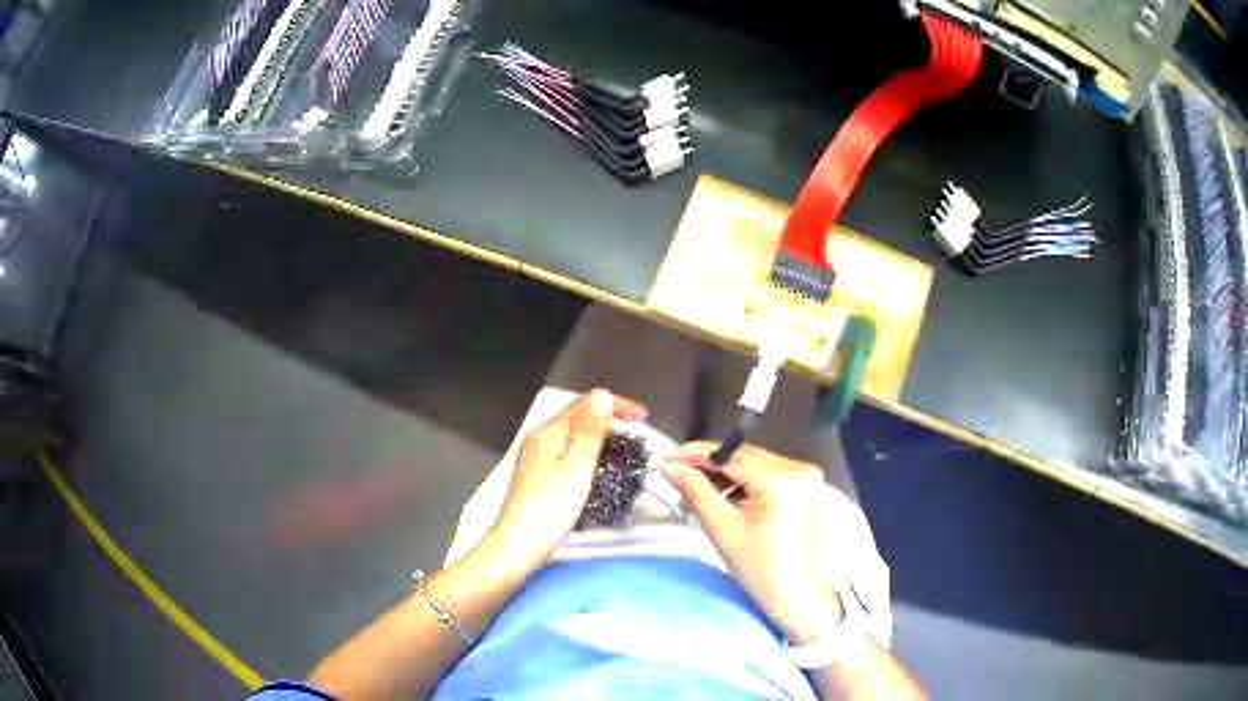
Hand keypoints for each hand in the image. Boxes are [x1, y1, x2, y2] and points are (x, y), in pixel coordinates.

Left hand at [490, 389, 646, 571]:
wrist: (518, 545)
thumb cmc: (550, 507)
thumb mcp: (576, 467)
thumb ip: (590, 431)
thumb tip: (603, 394)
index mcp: (548, 432)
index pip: (584, 404)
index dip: (616, 406)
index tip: (644, 418)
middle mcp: (539, 439)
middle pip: (577, 418)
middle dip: (608, 421)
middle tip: (637, 435)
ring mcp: (536, 459)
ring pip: (573, 437)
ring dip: (599, 438)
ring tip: (623, 450)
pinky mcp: (538, 477)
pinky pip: (568, 454)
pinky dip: (588, 455)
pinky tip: (599, 469)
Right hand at [664, 442, 842, 643]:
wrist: (795, 593)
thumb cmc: (758, 567)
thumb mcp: (721, 527)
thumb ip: (695, 490)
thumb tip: (669, 466)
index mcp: (782, 480)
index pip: (732, 455)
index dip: (696, 454)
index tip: (666, 458)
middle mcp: (799, 468)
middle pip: (745, 456)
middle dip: (709, 463)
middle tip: (676, 471)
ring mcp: (805, 475)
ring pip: (755, 462)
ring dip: (726, 472)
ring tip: (698, 488)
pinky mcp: (805, 484)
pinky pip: (768, 472)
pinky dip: (745, 480)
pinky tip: (726, 495)